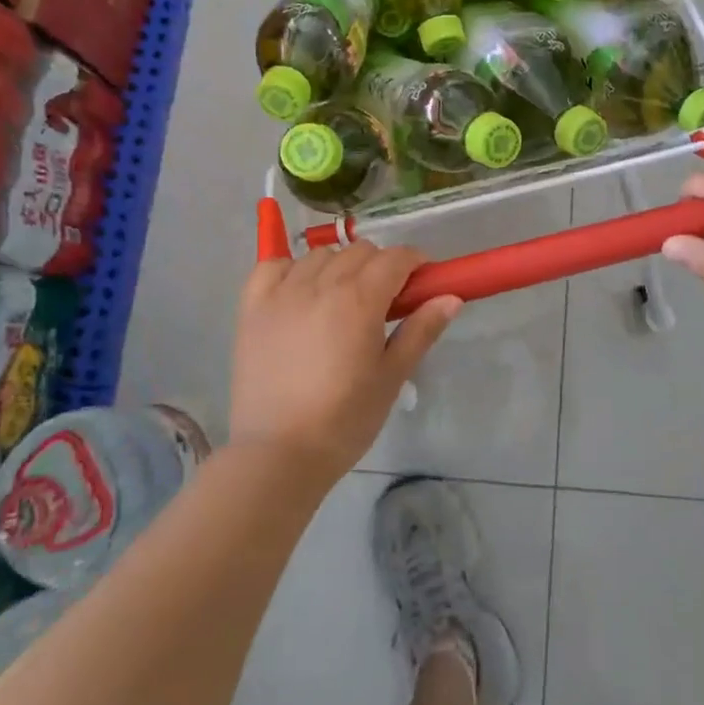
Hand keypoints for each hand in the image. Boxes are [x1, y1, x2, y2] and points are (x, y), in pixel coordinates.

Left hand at [230, 242, 461, 482]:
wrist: (277, 453)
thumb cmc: (344, 420)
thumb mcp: (391, 377)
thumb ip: (420, 331)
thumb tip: (451, 297)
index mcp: (360, 299)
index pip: (396, 258)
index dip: (415, 263)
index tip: (421, 283)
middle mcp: (320, 284)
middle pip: (359, 251)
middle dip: (380, 266)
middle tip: (385, 301)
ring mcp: (281, 293)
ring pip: (319, 255)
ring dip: (339, 266)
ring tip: (341, 301)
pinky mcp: (252, 307)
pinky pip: (273, 266)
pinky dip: (292, 269)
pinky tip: (300, 293)